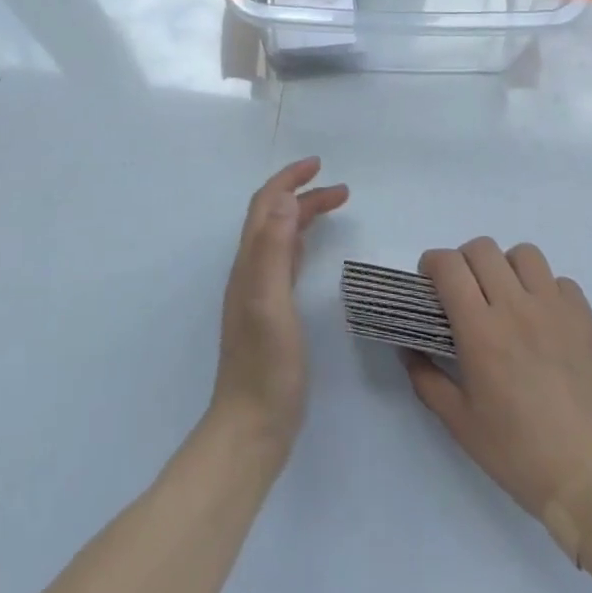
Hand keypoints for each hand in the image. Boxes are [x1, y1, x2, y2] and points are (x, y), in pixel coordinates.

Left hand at [210, 157, 348, 453]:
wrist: (251, 428)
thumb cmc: (264, 366)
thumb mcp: (270, 302)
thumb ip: (273, 249)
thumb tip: (283, 196)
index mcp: (249, 262)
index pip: (265, 204)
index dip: (289, 179)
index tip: (319, 164)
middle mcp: (250, 270)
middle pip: (273, 215)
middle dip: (303, 193)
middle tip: (341, 188)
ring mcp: (259, 291)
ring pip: (280, 236)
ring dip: (303, 214)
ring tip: (335, 205)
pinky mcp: (271, 312)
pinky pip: (285, 259)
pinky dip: (301, 240)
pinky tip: (312, 247)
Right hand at [404, 239, 591, 550]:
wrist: (590, 481)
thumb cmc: (518, 454)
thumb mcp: (459, 423)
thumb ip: (427, 378)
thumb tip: (408, 348)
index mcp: (481, 330)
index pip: (448, 265)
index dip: (432, 264)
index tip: (431, 284)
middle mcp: (516, 307)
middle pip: (483, 249)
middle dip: (465, 262)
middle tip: (467, 292)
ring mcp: (556, 310)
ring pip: (525, 254)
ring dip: (508, 268)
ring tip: (508, 298)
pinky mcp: (587, 321)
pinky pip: (562, 282)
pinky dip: (547, 291)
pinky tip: (545, 321)